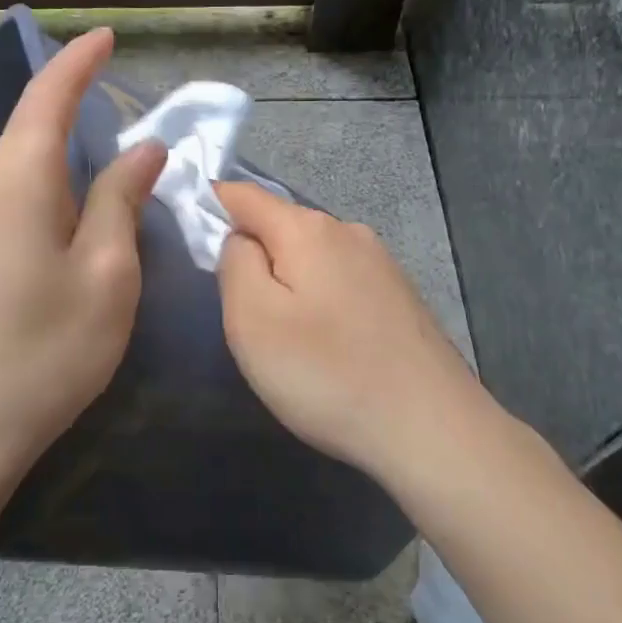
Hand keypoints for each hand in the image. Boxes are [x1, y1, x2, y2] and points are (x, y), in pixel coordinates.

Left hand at [0, 29, 166, 497]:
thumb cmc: (42, 355)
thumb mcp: (105, 277)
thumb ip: (121, 201)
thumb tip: (143, 149)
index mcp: (14, 179)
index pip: (48, 97)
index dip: (79, 63)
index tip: (104, 36)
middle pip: (37, 150)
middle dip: (83, 168)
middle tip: (121, 224)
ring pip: (19, 188)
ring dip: (59, 206)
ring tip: (84, 269)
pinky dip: (32, 226)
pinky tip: (42, 283)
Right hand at [215, 180, 485, 481]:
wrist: (431, 427)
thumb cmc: (328, 373)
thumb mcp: (253, 320)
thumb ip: (235, 263)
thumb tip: (239, 238)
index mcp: (307, 229)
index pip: (244, 195)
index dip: (211, 205)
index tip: (190, 233)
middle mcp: (348, 231)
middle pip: (281, 226)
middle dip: (254, 256)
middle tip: (243, 314)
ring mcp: (381, 262)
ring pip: (313, 255)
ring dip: (289, 281)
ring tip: (287, 337)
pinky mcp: (399, 295)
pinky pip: (341, 280)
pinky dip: (321, 299)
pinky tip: (329, 344)